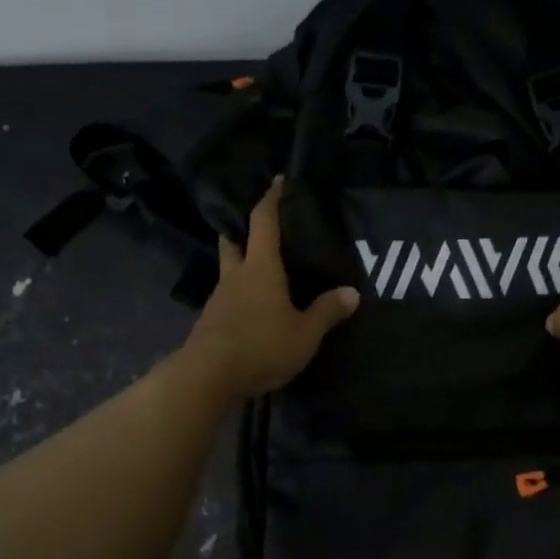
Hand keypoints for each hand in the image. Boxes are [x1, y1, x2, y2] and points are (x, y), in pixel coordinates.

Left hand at [180, 176, 358, 400]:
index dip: (271, 199)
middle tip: (260, 224)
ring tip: (265, 269)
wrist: (207, 377)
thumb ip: (327, 312)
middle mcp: (236, 275)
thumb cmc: (260, 346)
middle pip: (234, 240)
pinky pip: (228, 296)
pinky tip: (254, 306)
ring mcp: (219, 298)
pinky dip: (241, 292)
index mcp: (261, 268)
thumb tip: (352, 292)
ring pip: (229, 269)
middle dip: (243, 228)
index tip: (277, 181)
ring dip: (242, 263)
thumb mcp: (305, 333)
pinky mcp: (211, 321)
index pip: (264, 222)